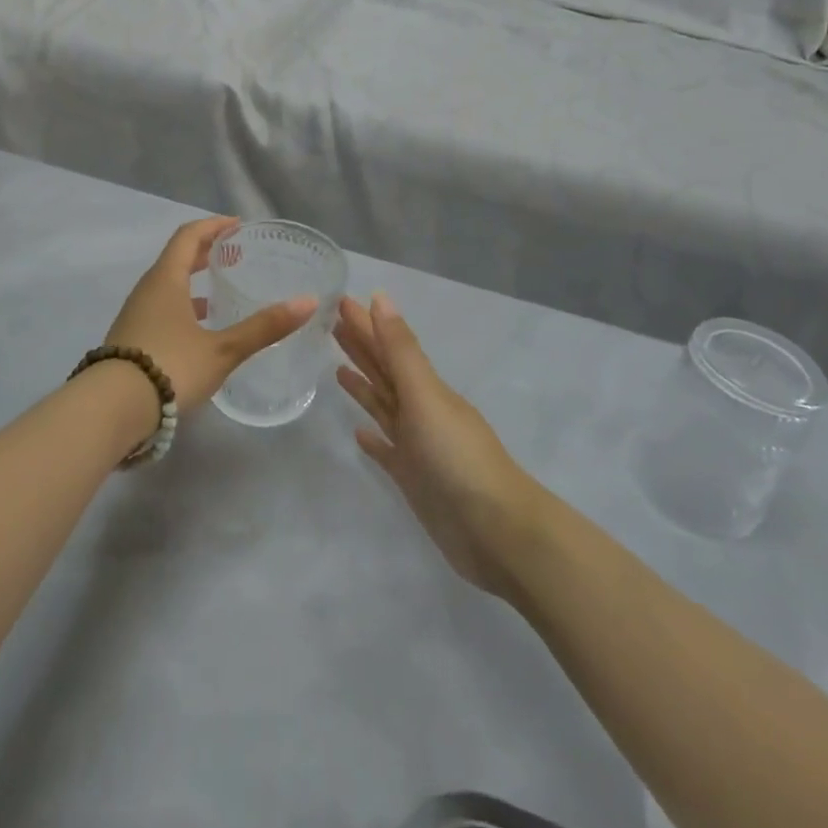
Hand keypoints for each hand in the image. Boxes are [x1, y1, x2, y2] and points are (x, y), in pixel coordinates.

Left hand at [106, 218, 317, 415]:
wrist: (111, 410)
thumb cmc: (170, 367)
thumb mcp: (223, 349)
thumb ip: (264, 327)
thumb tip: (308, 302)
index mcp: (166, 280)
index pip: (188, 236)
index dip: (213, 226)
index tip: (237, 225)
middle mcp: (147, 290)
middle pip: (176, 258)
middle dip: (204, 251)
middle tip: (233, 253)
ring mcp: (135, 315)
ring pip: (167, 286)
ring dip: (192, 281)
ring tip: (220, 291)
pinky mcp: (131, 339)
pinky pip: (161, 308)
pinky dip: (182, 306)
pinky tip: (199, 330)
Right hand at [335, 293, 548, 596]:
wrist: (495, 530)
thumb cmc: (457, 456)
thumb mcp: (426, 396)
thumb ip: (401, 350)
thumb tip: (381, 298)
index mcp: (425, 388)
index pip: (387, 347)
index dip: (365, 324)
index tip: (339, 301)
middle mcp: (421, 411)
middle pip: (384, 372)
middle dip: (361, 347)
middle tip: (331, 324)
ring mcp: (417, 446)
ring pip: (384, 407)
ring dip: (364, 387)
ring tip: (338, 369)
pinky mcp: (413, 479)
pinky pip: (387, 451)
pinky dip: (373, 441)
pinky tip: (358, 435)